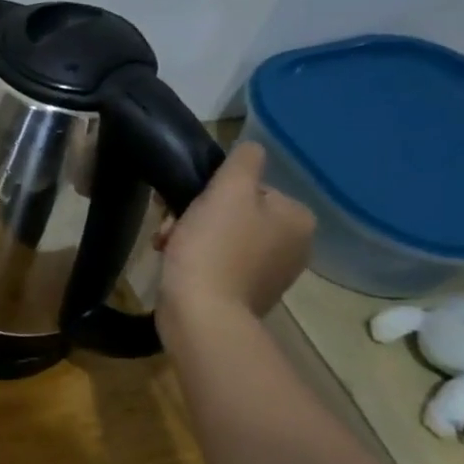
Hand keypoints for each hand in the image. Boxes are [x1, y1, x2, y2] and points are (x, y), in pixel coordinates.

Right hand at [155, 142, 314, 324]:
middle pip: (236, 214)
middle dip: (197, 217)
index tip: (185, 206)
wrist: (202, 314)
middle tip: (170, 230)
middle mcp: (294, 246)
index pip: (250, 189)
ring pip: (223, 238)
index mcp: (297, 219)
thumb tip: (251, 148)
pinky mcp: (246, 295)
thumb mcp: (227, 192)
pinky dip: (197, 262)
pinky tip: (177, 267)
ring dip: (191, 238)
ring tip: (167, 249)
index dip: (212, 193)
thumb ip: (243, 162)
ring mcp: (271, 274)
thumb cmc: (213, 248)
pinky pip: (219, 265)